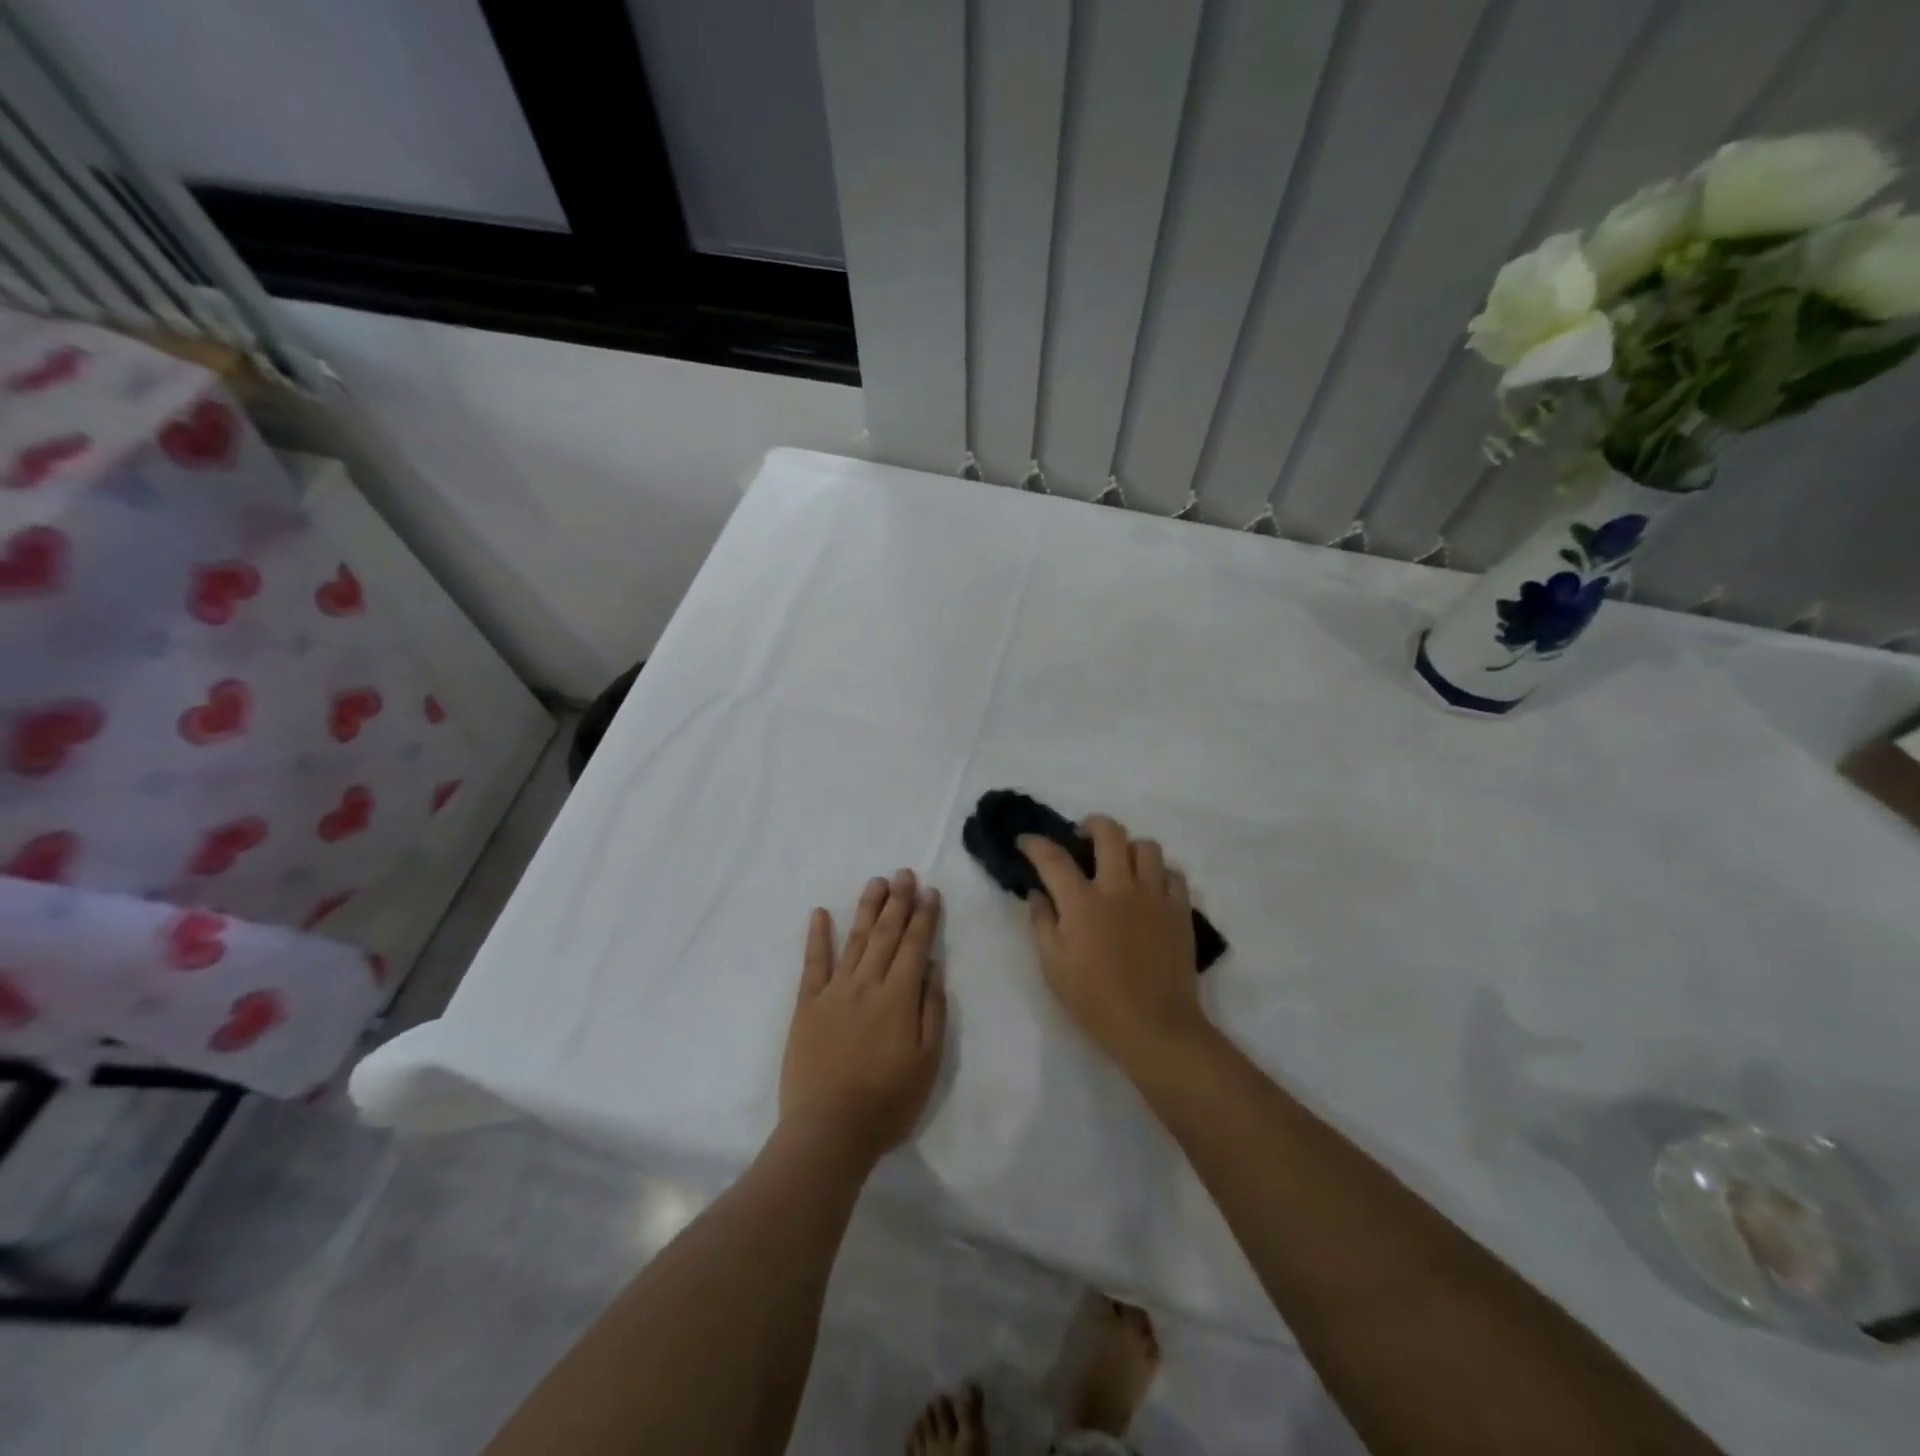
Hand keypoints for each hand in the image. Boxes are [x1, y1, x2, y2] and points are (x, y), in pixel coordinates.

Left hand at [780, 869, 946, 1165]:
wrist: (829, 1131)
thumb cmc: (888, 1102)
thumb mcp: (928, 1062)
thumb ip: (932, 1010)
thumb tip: (932, 967)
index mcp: (899, 997)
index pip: (915, 945)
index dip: (923, 916)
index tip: (929, 891)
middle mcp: (867, 984)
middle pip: (886, 934)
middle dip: (898, 901)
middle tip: (904, 873)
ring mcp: (834, 991)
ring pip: (855, 940)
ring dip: (867, 909)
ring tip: (876, 882)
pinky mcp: (807, 1005)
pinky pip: (813, 963)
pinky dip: (817, 936)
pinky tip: (819, 913)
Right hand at [1020, 815, 1208, 1076]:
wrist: (1155, 1027)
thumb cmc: (1095, 1001)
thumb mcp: (1053, 966)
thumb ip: (1042, 923)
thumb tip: (1038, 894)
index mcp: (1082, 902)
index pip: (1053, 858)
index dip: (1035, 844)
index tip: (1026, 841)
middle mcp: (1119, 887)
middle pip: (1109, 832)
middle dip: (1091, 825)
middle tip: (1082, 837)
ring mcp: (1154, 896)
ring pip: (1146, 847)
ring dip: (1129, 848)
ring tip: (1120, 863)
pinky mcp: (1180, 910)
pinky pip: (1173, 874)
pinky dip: (1159, 873)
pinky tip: (1149, 888)